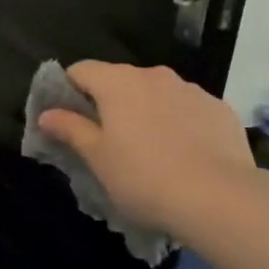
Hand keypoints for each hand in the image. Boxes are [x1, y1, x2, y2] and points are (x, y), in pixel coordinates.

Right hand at [37, 62, 259, 239]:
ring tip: (150, 151)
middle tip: (107, 142)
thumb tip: (47, 113)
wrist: (219, 198)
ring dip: (147, 112)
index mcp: (118, 82)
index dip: (68, 90)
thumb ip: (70, 129)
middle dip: (110, 104)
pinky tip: (185, 156)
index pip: (81, 70)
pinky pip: (188, 110)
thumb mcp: (98, 158)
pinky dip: (180, 124)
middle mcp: (154, 75)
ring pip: (157, 94)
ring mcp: (191, 90)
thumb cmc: (144, 177)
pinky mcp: (220, 109)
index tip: (67, 119)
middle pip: (121, 81)